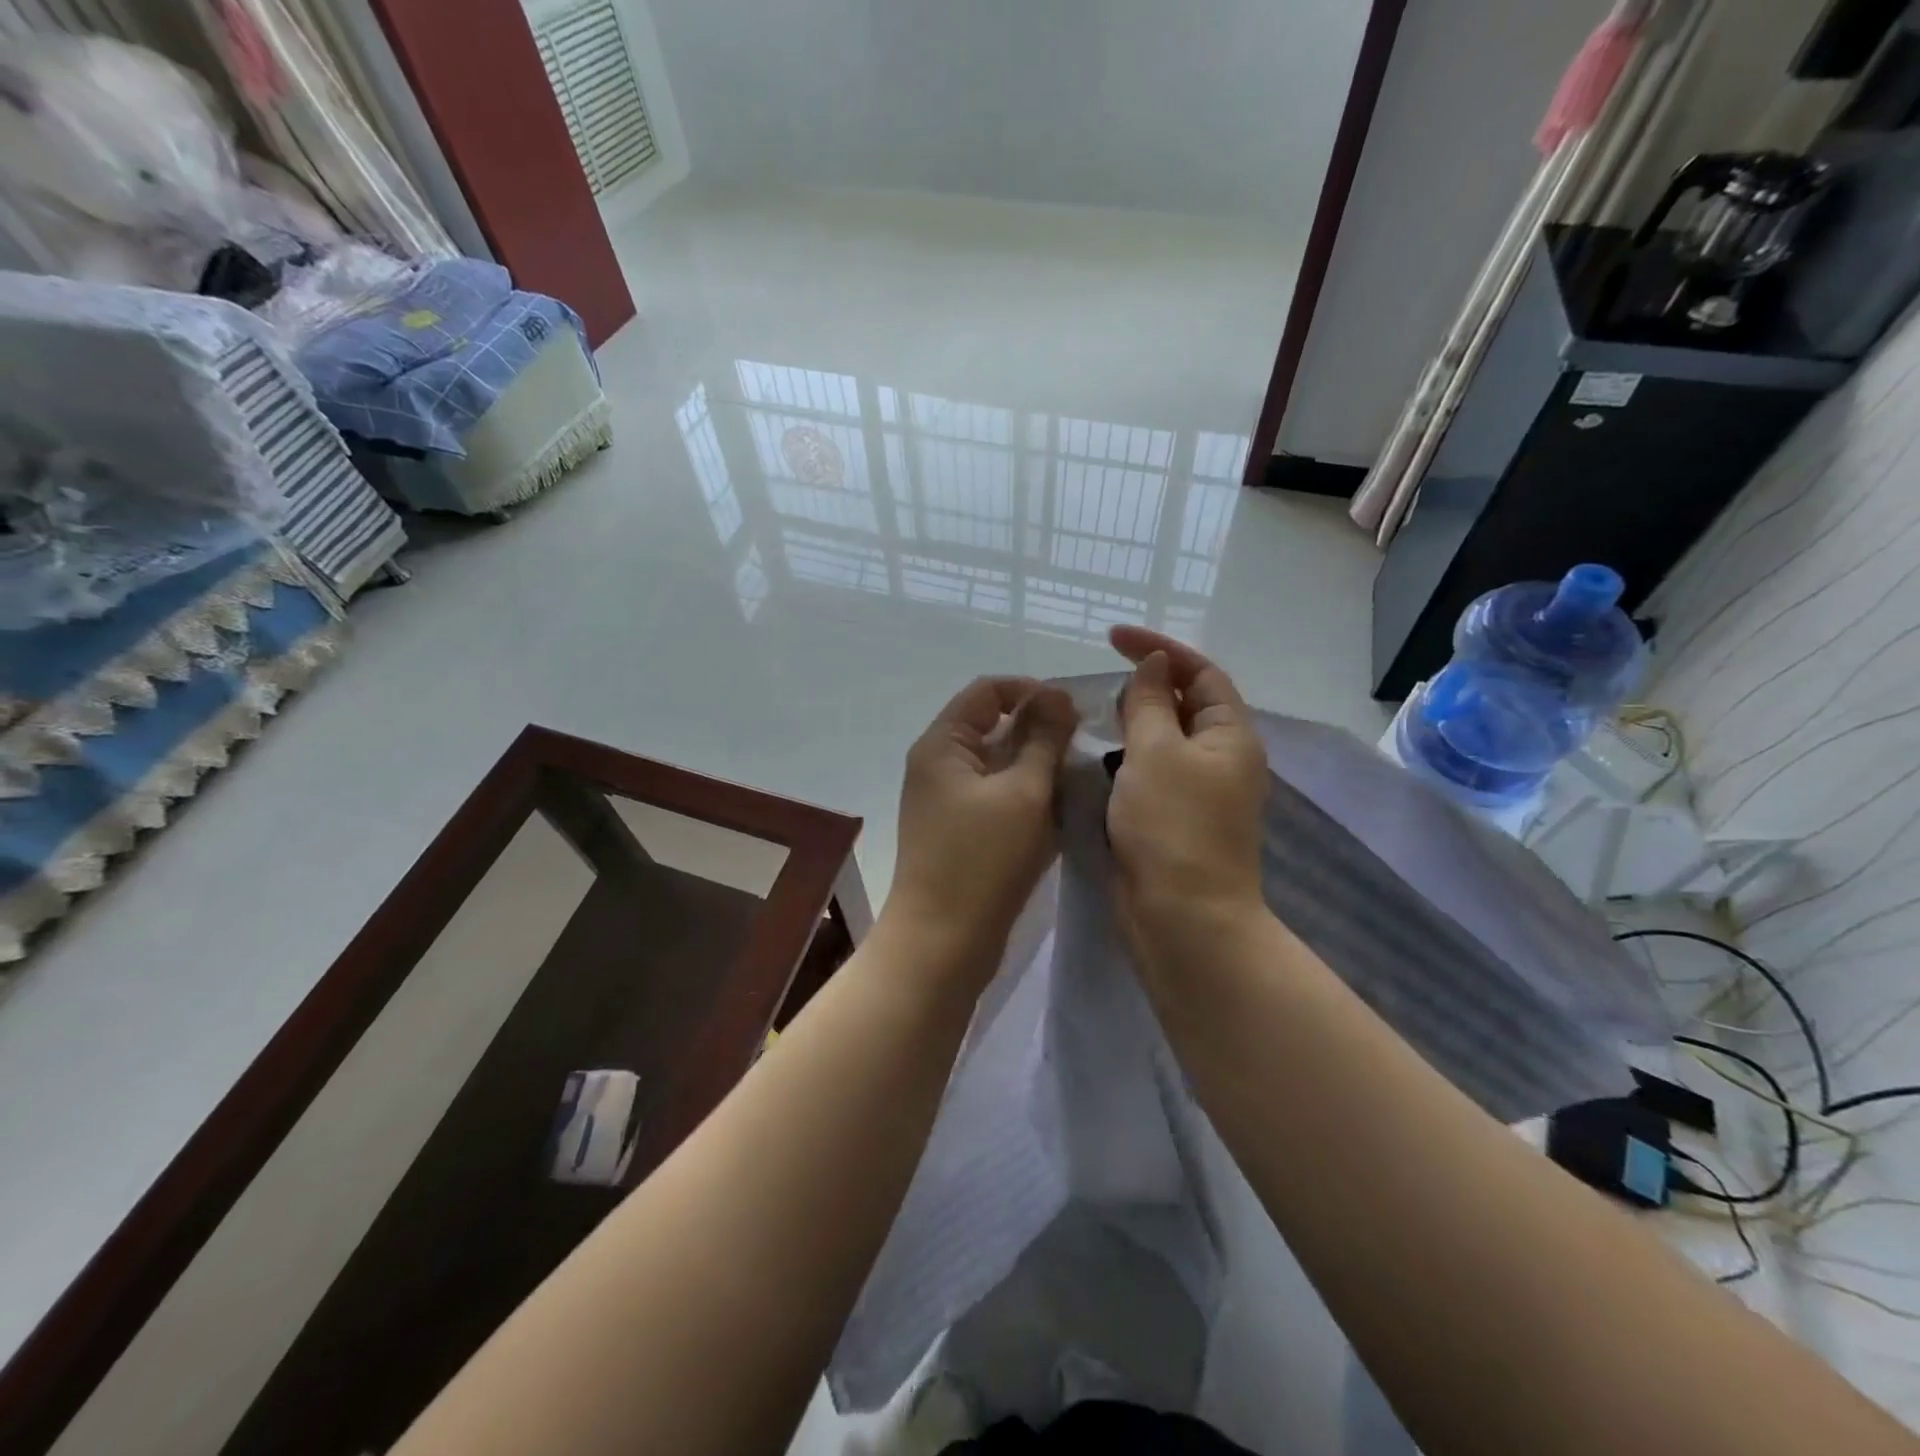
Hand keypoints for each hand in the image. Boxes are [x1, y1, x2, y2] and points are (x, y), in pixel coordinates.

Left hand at [884, 677, 1078, 976]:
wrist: (942, 943)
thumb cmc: (983, 861)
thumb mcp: (1024, 792)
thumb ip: (1044, 738)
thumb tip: (1056, 693)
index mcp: (943, 744)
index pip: (988, 691)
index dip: (1031, 691)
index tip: (1074, 713)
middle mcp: (939, 764)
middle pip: (993, 725)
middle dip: (1040, 731)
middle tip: (1084, 749)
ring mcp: (946, 800)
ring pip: (999, 764)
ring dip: (1037, 766)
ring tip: (1078, 780)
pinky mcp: (959, 831)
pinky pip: (997, 796)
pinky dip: (1027, 796)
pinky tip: (1060, 811)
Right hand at [1107, 628, 1268, 958]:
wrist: (1181, 917)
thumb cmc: (1171, 826)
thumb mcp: (1155, 752)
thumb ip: (1150, 702)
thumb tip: (1155, 663)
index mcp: (1230, 735)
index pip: (1199, 672)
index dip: (1159, 648)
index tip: (1112, 638)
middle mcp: (1221, 758)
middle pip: (1184, 704)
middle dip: (1146, 686)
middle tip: (1101, 684)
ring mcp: (1198, 790)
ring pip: (1163, 740)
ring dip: (1132, 723)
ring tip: (1095, 717)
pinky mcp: (1174, 818)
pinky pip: (1150, 772)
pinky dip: (1126, 758)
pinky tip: (1098, 760)